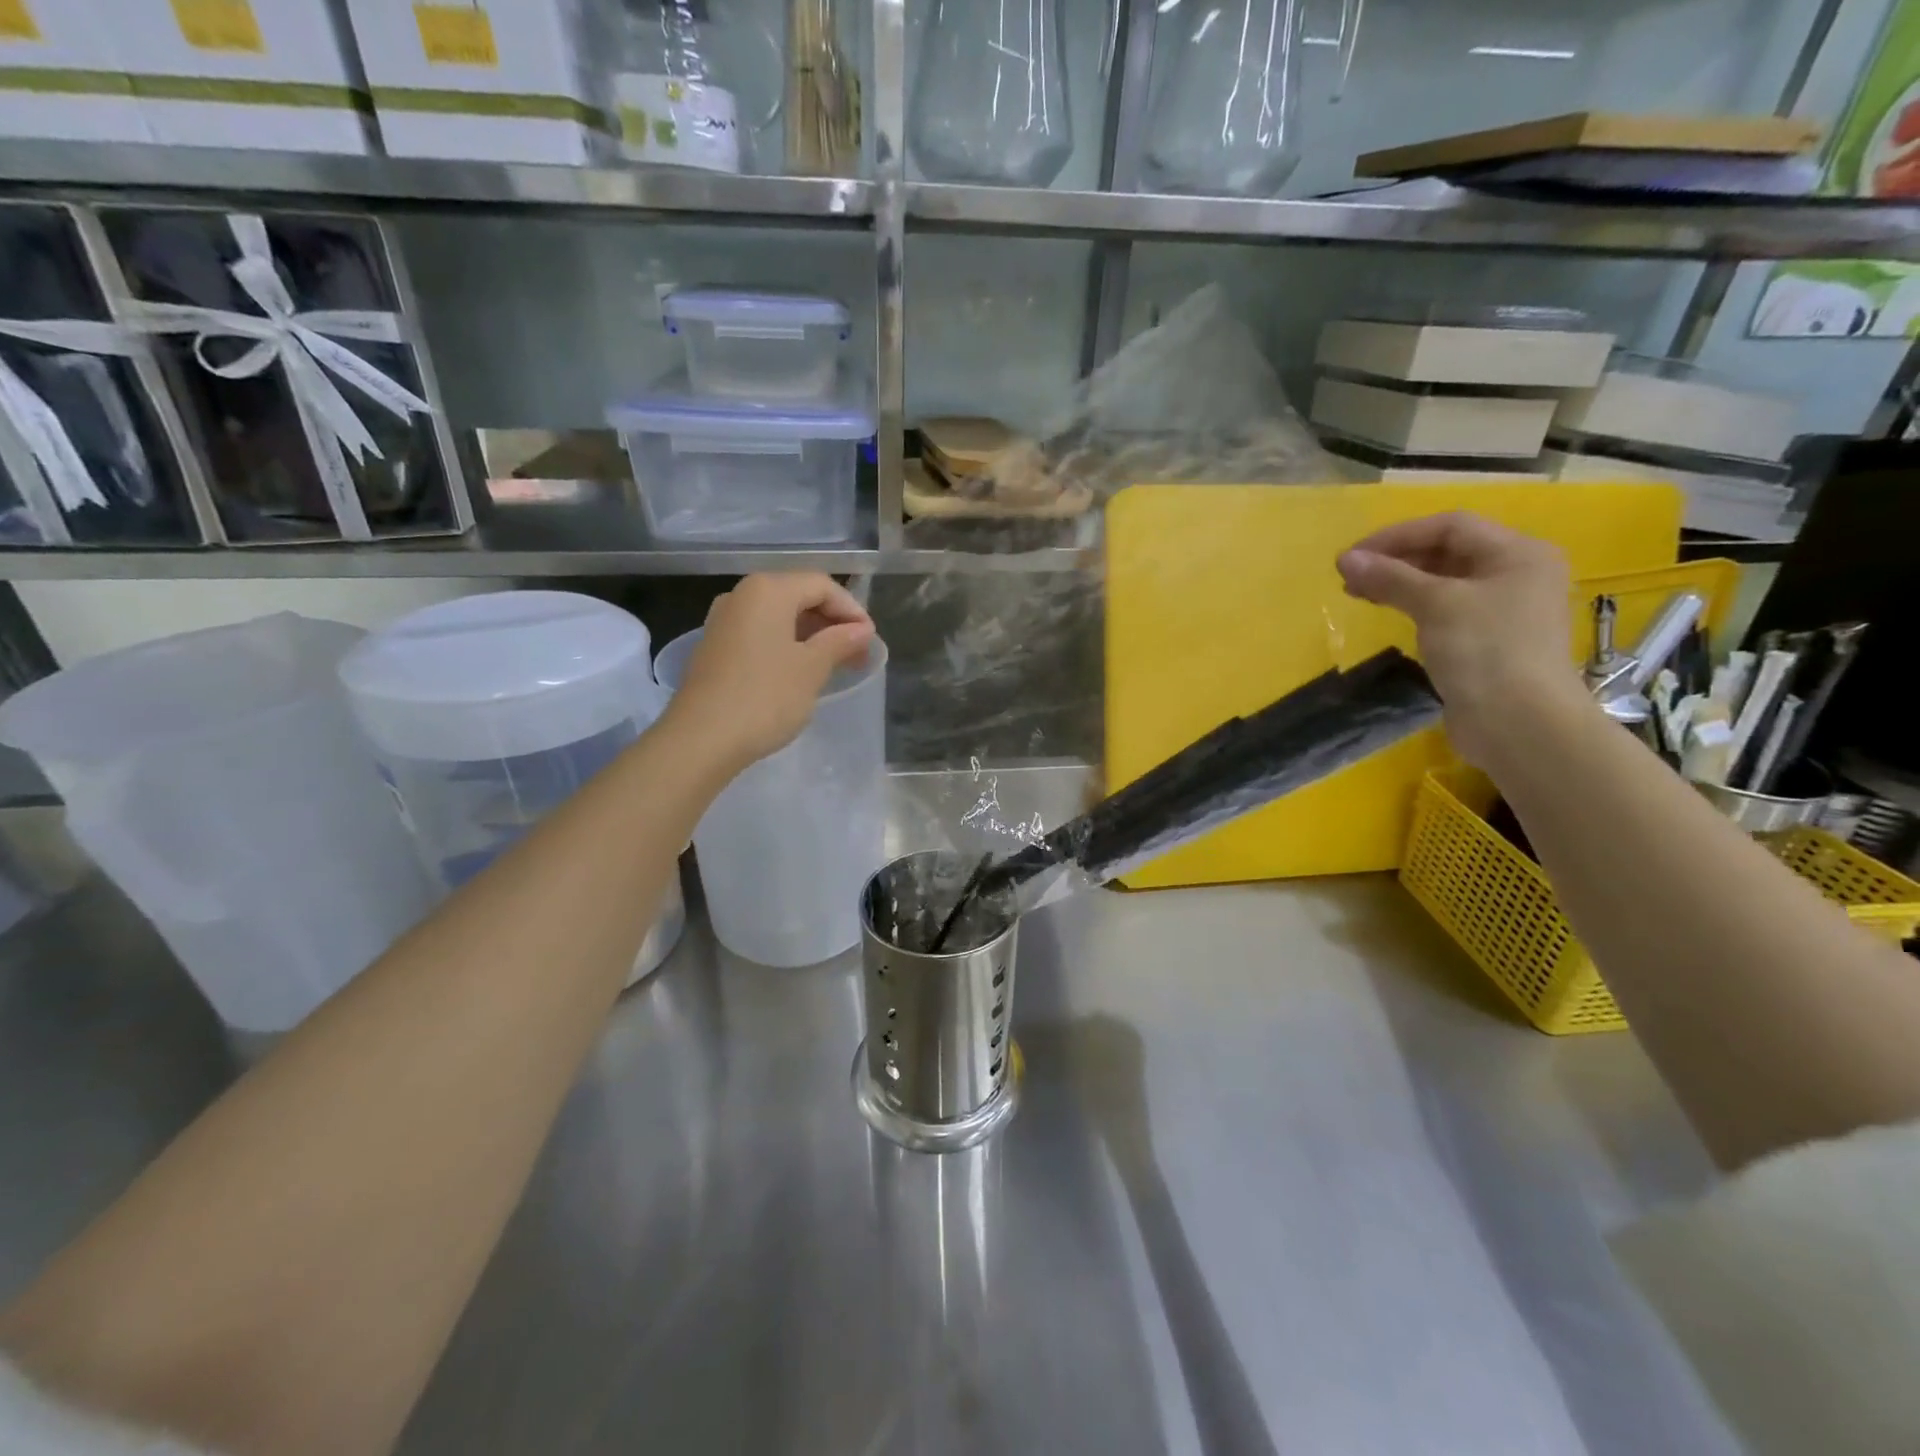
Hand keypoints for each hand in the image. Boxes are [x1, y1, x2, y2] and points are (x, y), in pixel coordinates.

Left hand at [667, 573, 875, 768]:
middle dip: (832, 623)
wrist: (701, 739)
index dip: (851, 610)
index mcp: (768, 590)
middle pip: (798, 596)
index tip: (870, 640)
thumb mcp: (812, 668)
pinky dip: (787, 645)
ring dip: (811, 636)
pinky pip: (761, 634)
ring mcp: (724, 621)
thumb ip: (839, 642)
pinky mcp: (715, 647)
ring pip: (779, 617)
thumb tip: (861, 630)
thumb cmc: (765, 697)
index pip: (821, 585)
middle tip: (858, 654)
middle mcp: (742, 595)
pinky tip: (801, 672)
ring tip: (835, 665)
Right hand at [1336, 512, 1589, 769]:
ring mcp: (1505, 609)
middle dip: (1395, 560)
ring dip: (1400, 583)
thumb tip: (1345, 559)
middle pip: (1448, 552)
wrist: (1520, 724)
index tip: (1352, 556)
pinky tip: (1390, 615)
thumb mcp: (1436, 605)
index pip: (1449, 526)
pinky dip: (1415, 606)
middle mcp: (1517, 574)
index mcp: (1518, 553)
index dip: (1397, 535)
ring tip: (1359, 594)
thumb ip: (1390, 578)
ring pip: (1444, 582)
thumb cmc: (1486, 651)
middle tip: (1349, 576)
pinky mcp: (1489, 641)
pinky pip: (1446, 610)